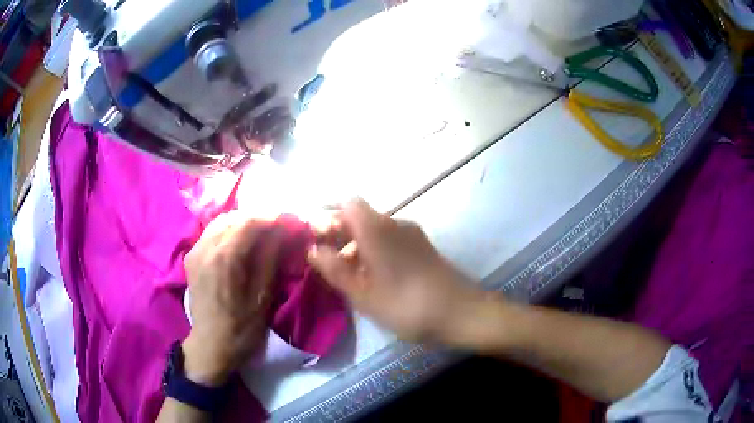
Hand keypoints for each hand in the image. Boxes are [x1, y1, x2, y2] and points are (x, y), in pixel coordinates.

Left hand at [182, 213, 282, 385]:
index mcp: (224, 258)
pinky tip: (240, 243)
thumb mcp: (262, 297)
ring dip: (243, 223)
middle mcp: (205, 247)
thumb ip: (270, 259)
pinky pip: (211, 233)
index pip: (249, 222)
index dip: (273, 218)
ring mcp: (195, 251)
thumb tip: (283, 231)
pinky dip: (229, 231)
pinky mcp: (191, 258)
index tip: (291, 221)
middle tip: (279, 228)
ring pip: (221, 222)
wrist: (211, 346)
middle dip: (258, 218)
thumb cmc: (241, 328)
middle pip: (234, 217)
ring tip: (262, 234)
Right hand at [307, 199, 486, 344]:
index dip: (328, 214)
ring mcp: (411, 235)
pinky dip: (373, 250)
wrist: (460, 311)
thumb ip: (334, 269)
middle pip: (361, 216)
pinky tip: (369, 275)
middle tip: (323, 256)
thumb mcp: (363, 293)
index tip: (313, 235)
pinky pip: (390, 240)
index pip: (347, 203)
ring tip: (343, 271)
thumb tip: (313, 249)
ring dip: (355, 243)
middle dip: (339, 231)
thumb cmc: (406, 304)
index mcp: (377, 228)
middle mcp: (395, 223)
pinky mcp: (422, 248)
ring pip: (375, 229)